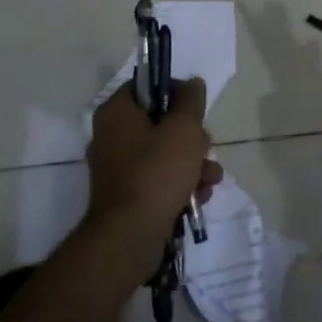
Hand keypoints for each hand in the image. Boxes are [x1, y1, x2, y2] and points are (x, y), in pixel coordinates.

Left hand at [86, 78, 221, 260]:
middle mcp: (111, 136)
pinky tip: (199, 196)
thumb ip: (191, 100)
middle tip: (205, 146)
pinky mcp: (127, 196)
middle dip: (191, 136)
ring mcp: (118, 169)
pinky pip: (158, 179)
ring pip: (164, 153)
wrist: (130, 237)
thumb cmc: (157, 172)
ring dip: (193, 163)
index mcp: (117, 112)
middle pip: (160, 122)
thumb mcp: (184, 127)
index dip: (175, 90)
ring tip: (210, 178)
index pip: (146, 85)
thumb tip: (191, 83)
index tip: (196, 106)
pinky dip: (180, 185)